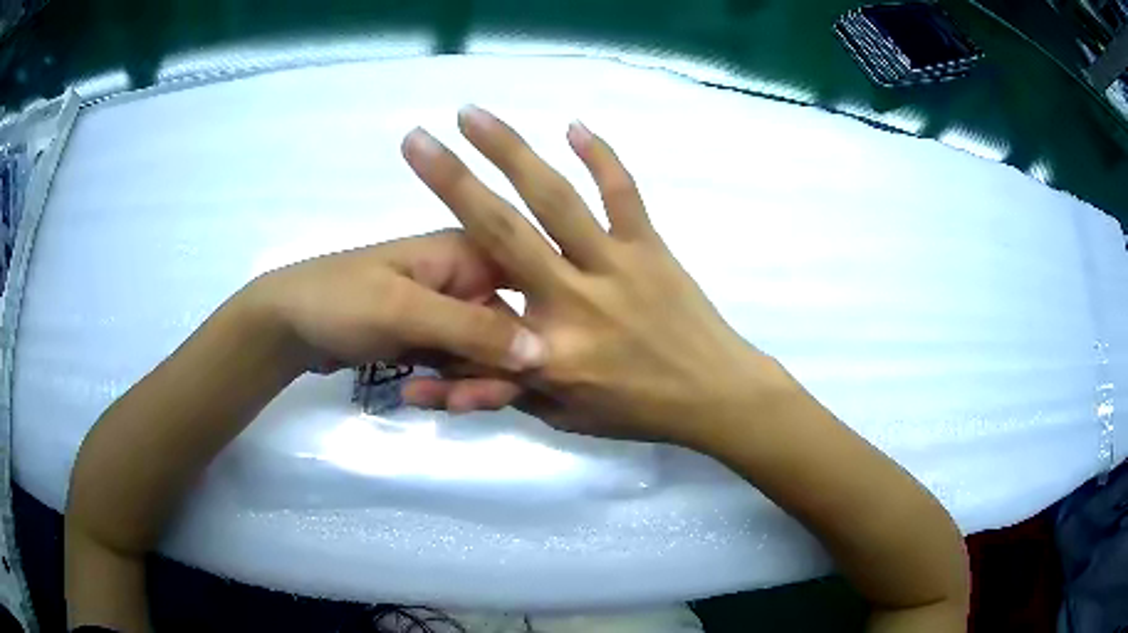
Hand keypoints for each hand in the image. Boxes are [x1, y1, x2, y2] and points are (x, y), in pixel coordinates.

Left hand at [243, 230, 545, 374]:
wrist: (286, 325)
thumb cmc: (341, 301)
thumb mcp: (405, 311)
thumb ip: (473, 329)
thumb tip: (545, 352)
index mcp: (468, 252)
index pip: (530, 288)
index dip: (538, 330)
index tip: (529, 374)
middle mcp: (467, 279)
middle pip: (509, 331)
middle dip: (491, 371)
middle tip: (460, 403)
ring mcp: (448, 312)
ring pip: (485, 356)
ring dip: (465, 384)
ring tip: (429, 399)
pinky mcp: (431, 339)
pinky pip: (458, 368)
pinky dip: (445, 386)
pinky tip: (417, 395)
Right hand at [400, 107, 791, 447]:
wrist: (716, 396)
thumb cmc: (636, 413)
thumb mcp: (560, 416)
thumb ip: (500, 390)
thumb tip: (432, 382)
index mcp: (549, 348)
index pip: (473, 313)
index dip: (427, 289)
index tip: (392, 256)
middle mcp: (575, 297)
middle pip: (502, 229)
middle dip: (452, 179)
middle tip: (419, 138)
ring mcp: (617, 265)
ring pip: (556, 199)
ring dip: (511, 151)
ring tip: (474, 116)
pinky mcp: (651, 246)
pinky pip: (624, 194)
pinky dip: (601, 158)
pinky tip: (573, 125)